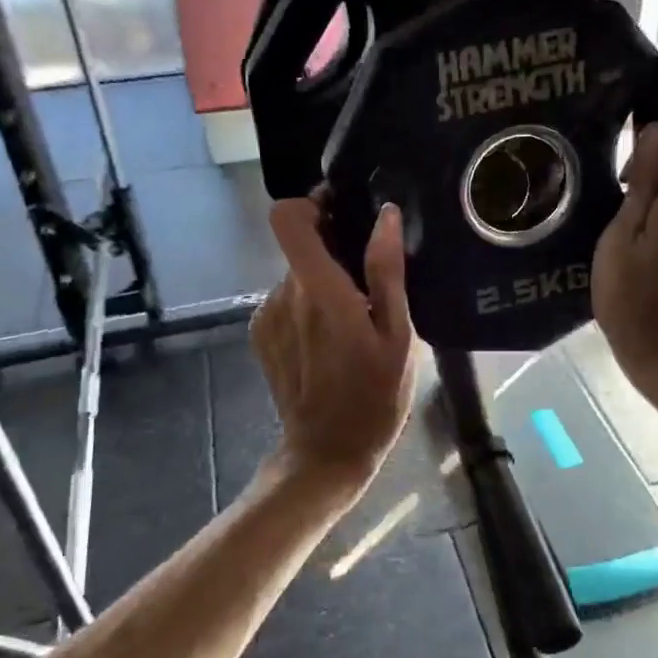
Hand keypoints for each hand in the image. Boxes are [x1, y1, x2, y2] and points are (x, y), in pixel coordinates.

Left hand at [254, 197, 418, 491]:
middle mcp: (283, 294)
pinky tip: (330, 340)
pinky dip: (307, 306)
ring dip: (322, 283)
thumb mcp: (398, 337)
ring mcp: (266, 315)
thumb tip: (385, 216)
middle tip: (368, 282)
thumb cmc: (374, 398)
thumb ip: (387, 272)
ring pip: (295, 275)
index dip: (310, 204)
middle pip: (300, 247)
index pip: (287, 218)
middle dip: (333, 252)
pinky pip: (286, 300)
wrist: (326, 452)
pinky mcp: (259, 334)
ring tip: (353, 320)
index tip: (341, 213)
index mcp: (319, 291)